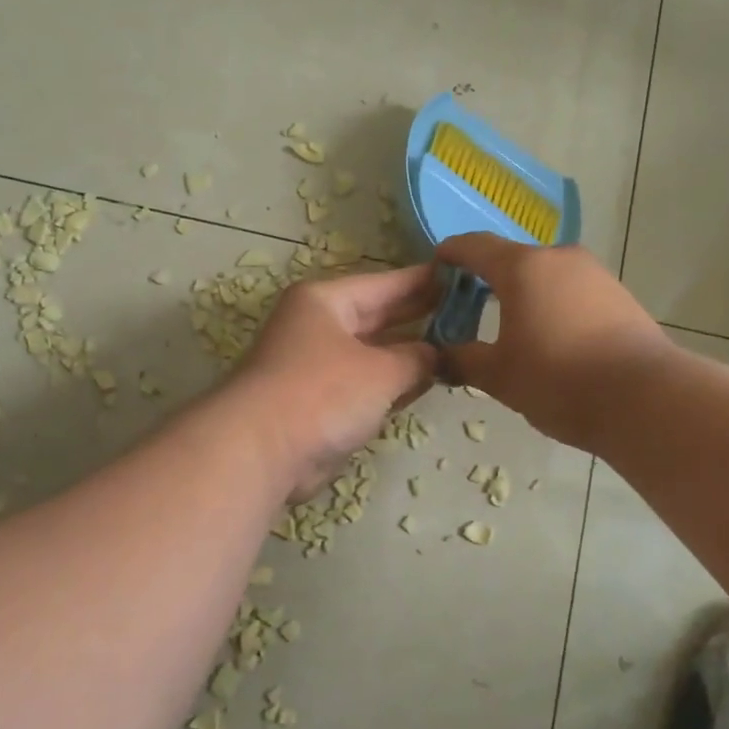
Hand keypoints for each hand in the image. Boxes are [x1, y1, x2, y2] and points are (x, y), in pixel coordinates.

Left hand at [228, 264, 440, 499]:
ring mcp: (316, 365)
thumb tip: (437, 356)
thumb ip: (418, 359)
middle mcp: (318, 326)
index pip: (386, 283)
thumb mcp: (382, 370)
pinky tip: (424, 384)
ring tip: (457, 348)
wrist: (260, 451)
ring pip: (373, 352)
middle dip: (420, 317)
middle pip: (378, 316)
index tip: (462, 277)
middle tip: (468, 313)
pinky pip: (364, 384)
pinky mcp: (317, 401)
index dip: (425, 281)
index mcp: (326, 301)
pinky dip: (391, 384)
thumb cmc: (324, 393)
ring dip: (408, 354)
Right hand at [436, 234, 671, 451]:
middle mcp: (558, 258)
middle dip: (486, 279)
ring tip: (510, 327)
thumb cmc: (559, 380)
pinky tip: (550, 337)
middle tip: (467, 308)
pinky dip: (552, 304)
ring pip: (545, 275)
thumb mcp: (499, 376)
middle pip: (512, 259)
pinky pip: (571, 290)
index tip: (435, 266)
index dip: (450, 253)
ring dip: (522, 293)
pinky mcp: (619, 295)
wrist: (646, 399)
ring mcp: (594, 274)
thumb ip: (462, 360)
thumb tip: (439, 357)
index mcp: (522, 267)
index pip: (474, 246)